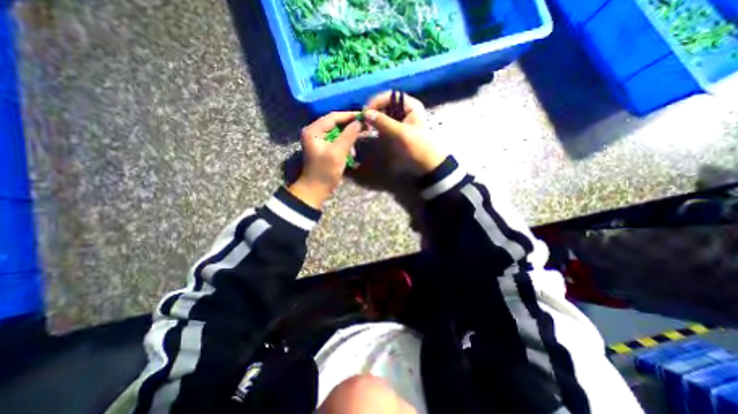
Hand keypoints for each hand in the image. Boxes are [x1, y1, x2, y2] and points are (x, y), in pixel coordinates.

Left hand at [288, 111, 362, 210]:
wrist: (316, 189)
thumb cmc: (325, 171)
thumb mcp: (338, 152)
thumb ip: (348, 135)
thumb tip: (359, 121)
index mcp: (314, 130)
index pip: (333, 117)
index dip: (349, 115)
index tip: (364, 116)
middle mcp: (314, 132)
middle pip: (336, 123)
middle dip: (351, 126)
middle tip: (366, 127)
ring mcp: (319, 140)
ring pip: (338, 132)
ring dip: (349, 136)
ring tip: (362, 138)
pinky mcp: (324, 148)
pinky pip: (337, 141)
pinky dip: (346, 144)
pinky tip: (353, 149)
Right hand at [362, 91, 443, 174]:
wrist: (426, 165)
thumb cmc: (417, 147)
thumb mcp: (401, 133)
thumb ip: (383, 122)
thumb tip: (366, 113)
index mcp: (411, 106)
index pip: (390, 96)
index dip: (376, 102)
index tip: (366, 113)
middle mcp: (405, 110)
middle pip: (385, 104)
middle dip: (374, 111)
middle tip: (365, 122)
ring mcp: (400, 121)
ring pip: (383, 115)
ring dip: (374, 120)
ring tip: (366, 127)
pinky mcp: (396, 131)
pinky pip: (384, 125)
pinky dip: (377, 127)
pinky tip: (371, 131)